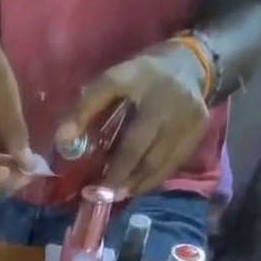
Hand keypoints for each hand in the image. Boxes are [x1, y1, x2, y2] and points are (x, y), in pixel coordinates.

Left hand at [56, 44, 210, 198]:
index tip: (84, 174)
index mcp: (142, 78)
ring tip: (115, 195)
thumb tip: (63, 142)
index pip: (113, 114)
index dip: (91, 136)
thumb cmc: (143, 78)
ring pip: (155, 165)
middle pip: (138, 151)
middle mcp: (167, 98)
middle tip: (99, 196)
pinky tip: (135, 186)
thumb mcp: (114, 80)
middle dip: (116, 178)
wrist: (193, 64)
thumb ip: (86, 107)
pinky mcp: (197, 131)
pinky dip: (150, 181)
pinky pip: (169, 167)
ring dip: (132, 184)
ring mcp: (187, 116)